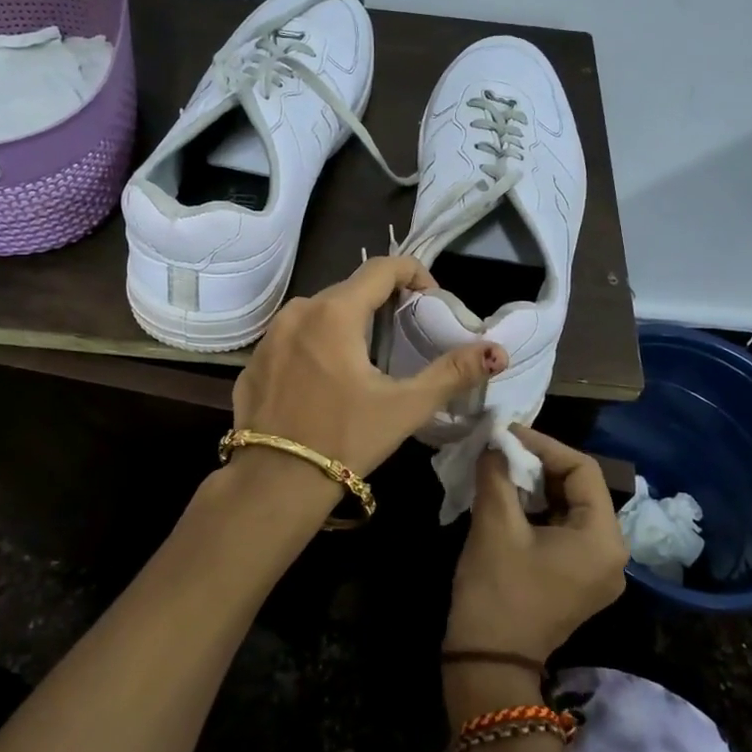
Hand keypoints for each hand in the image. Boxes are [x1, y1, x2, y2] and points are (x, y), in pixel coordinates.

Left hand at [227, 256, 505, 519]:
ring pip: (319, 312)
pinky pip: (293, 337)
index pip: (381, 268)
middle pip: (349, 289)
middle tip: (405, 332)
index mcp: (334, 312)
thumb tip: (497, 352)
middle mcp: (297, 312)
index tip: (430, 300)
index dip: (413, 274)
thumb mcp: (405, 406)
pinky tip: (327, 380)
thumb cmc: (344, 439)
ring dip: (348, 322)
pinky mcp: (254, 361)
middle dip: (381, 301)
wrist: (273, 484)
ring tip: (368, 357)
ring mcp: (270, 336)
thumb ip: (452, 372)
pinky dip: (316, 344)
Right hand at [443, 427, 628, 666]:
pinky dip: (540, 510)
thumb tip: (495, 440)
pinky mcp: (578, 581)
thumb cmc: (497, 590)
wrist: (488, 663)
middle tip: (503, 449)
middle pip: (581, 488)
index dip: (544, 445)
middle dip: (540, 465)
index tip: (508, 433)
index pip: (583, 470)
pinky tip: (510, 498)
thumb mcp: (495, 524)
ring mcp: (597, 572)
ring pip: (571, 509)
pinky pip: (565, 531)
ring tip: (502, 468)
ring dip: (538, 486)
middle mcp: (612, 554)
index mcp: (603, 539)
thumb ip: (498, 473)